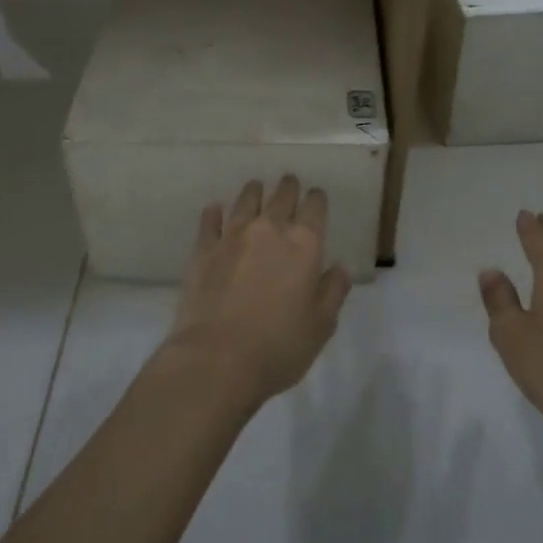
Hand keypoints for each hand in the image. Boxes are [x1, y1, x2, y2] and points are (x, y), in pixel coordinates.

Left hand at [166, 177, 350, 403]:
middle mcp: (269, 230)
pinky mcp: (204, 250)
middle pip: (281, 196)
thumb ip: (333, 291)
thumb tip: (339, 268)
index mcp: (304, 245)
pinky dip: (214, 213)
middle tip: (289, 183)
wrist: (218, 359)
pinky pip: (210, 222)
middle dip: (288, 187)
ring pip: (245, 201)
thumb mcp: (321, 325)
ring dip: (254, 192)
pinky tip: (215, 208)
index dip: (317, 199)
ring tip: (256, 187)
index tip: (316, 197)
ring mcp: (232, 236)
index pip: (314, 208)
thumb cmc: (279, 346)